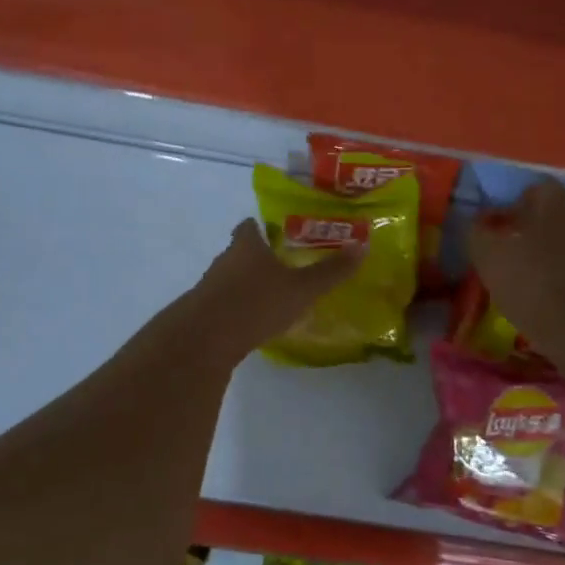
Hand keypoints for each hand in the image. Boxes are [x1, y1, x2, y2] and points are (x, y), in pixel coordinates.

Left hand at [184, 219, 363, 364]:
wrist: (205, 338)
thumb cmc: (256, 303)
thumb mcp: (301, 289)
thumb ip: (330, 271)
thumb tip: (363, 246)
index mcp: (247, 246)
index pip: (250, 227)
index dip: (262, 228)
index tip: (277, 233)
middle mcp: (225, 260)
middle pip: (240, 252)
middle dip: (259, 257)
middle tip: (283, 266)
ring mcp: (210, 286)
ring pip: (231, 278)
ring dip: (247, 284)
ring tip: (271, 296)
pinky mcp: (202, 312)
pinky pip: (224, 303)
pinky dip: (237, 308)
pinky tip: (252, 322)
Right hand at [467, 180, 564, 366]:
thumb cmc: (534, 285)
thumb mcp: (489, 257)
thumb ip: (478, 233)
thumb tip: (479, 225)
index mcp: (556, 199)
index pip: (530, 191)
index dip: (510, 211)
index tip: (496, 236)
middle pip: (554, 215)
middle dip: (533, 231)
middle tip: (511, 259)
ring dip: (553, 255)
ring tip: (533, 283)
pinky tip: (556, 299)